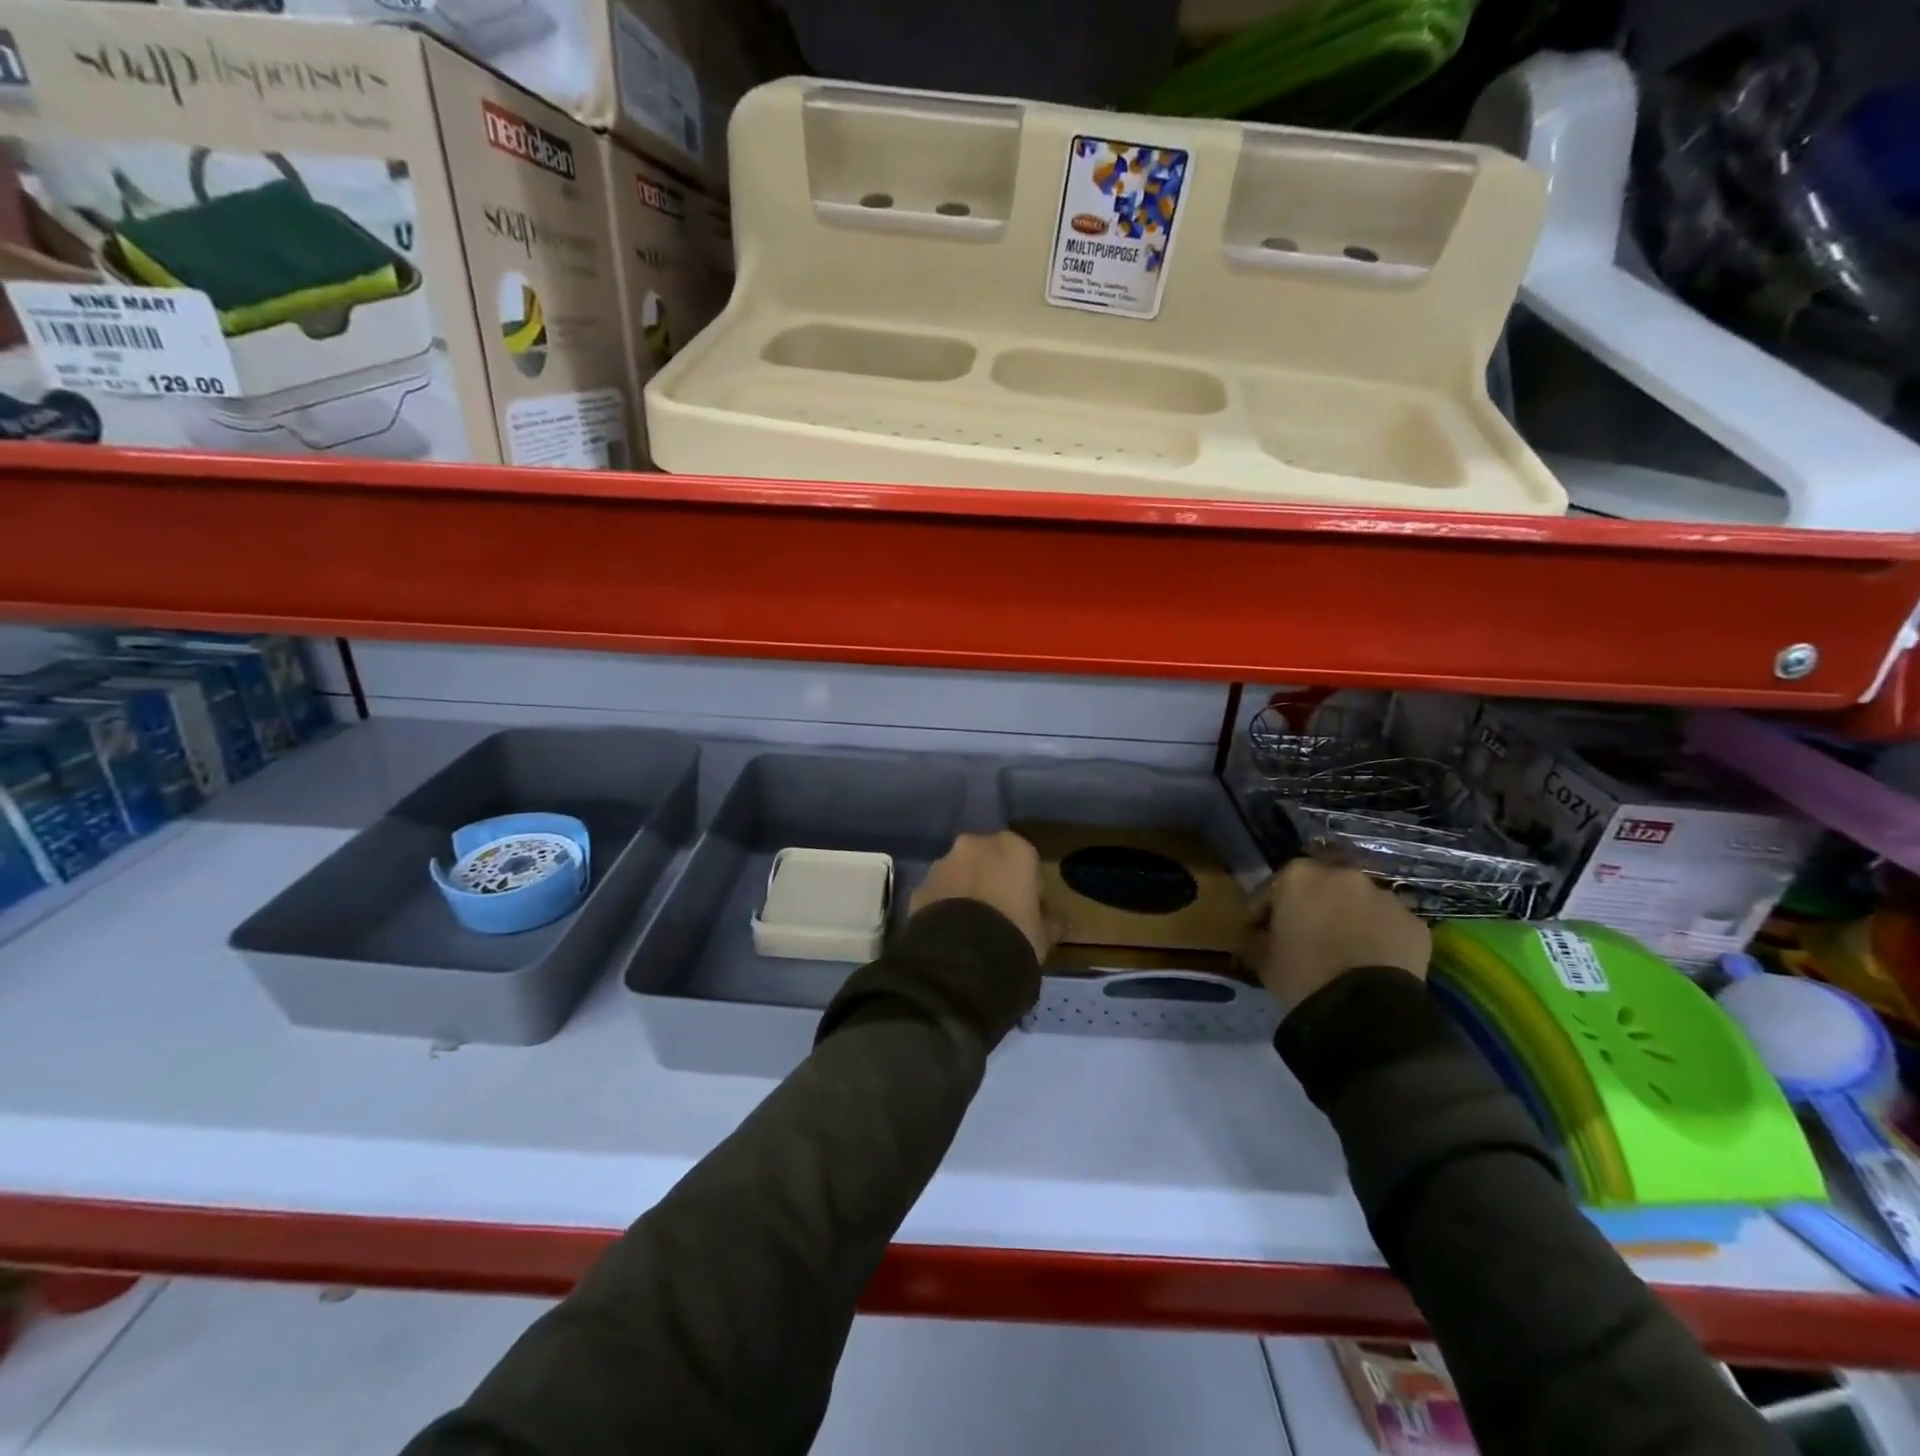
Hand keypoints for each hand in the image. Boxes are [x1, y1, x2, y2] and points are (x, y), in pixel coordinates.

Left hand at [910, 831, 1056, 961]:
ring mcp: (943, 863)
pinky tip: (949, 935)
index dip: (1027, 885)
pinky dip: (942, 906)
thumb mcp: (1044, 936)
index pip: (1025, 860)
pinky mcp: (919, 887)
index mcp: (1014, 848)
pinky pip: (937, 893)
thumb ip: (1048, 922)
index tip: (1028, 909)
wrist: (962, 960)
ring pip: (958, 873)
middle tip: (997, 914)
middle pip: (987, 859)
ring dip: (964, 890)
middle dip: (991, 880)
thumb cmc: (1015, 938)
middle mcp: (975, 845)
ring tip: (969, 927)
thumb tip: (1053, 922)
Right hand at [1247, 857, 1430, 1009]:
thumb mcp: (1262, 958)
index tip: (1259, 932)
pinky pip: (1388, 926)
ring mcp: (1385, 897)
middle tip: (1304, 937)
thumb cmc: (1302, 976)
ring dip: (1349, 919)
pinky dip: (1379, 938)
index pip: (1271, 889)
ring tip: (1343, 951)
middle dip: (1312, 907)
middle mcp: (1344, 875)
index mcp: (1299, 876)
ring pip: (1359, 904)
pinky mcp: (1415, 924)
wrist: (1365, 1012)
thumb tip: (1259, 937)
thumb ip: (1258, 938)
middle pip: (1320, 888)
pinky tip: (1372, 962)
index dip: (1263, 912)